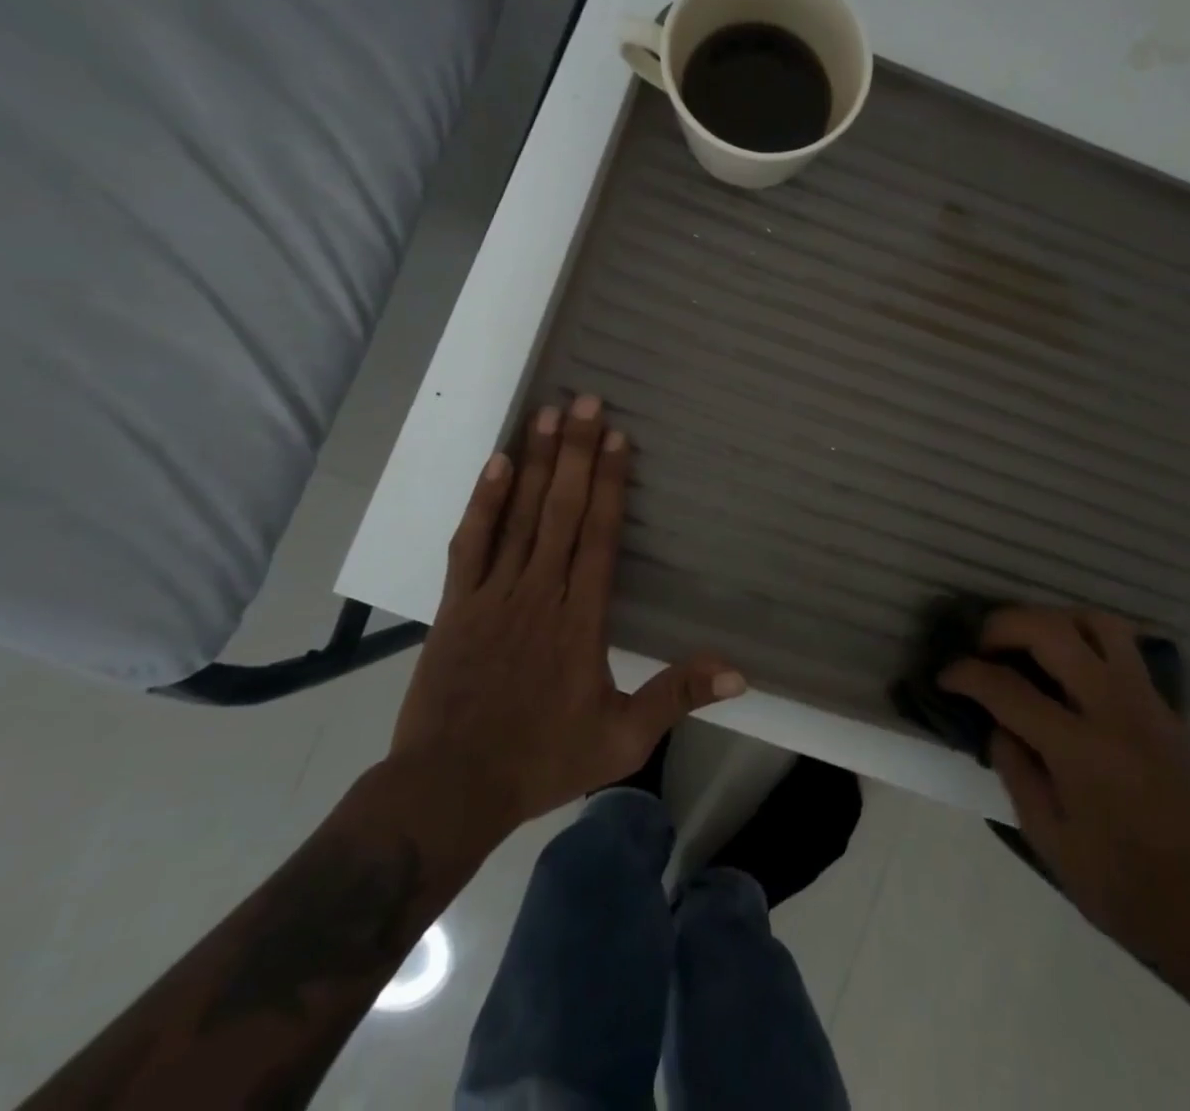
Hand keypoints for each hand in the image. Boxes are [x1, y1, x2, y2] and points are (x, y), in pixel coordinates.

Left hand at [387, 395, 744, 843]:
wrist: (449, 790)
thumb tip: (740, 672)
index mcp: (581, 620)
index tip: (618, 437)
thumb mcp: (623, 739)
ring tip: (548, 413)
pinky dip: (484, 502)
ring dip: (537, 463)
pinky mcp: (455, 604)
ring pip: (520, 516)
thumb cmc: (541, 761)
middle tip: (587, 399)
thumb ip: (677, 696)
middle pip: (563, 511)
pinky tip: (497, 464)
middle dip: (577, 452)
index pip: (600, 537)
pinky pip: (470, 543)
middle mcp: (539, 593)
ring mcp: (493, 595)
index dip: (611, 484)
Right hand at [939, 607, 1189, 976]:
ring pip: (1097, 623)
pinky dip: (1088, 641)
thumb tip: (996, 725)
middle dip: (1004, 625)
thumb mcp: (1049, 840)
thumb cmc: (1123, 886)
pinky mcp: (1168, 709)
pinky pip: (1125, 649)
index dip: (966, 675)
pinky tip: (1072, 667)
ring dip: (1053, 619)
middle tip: (983, 644)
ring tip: (1030, 641)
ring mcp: (1147, 703)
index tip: (946, 675)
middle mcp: (1113, 710)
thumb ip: (1016, 771)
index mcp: (1078, 749)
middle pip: (1051, 632)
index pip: (1007, 689)